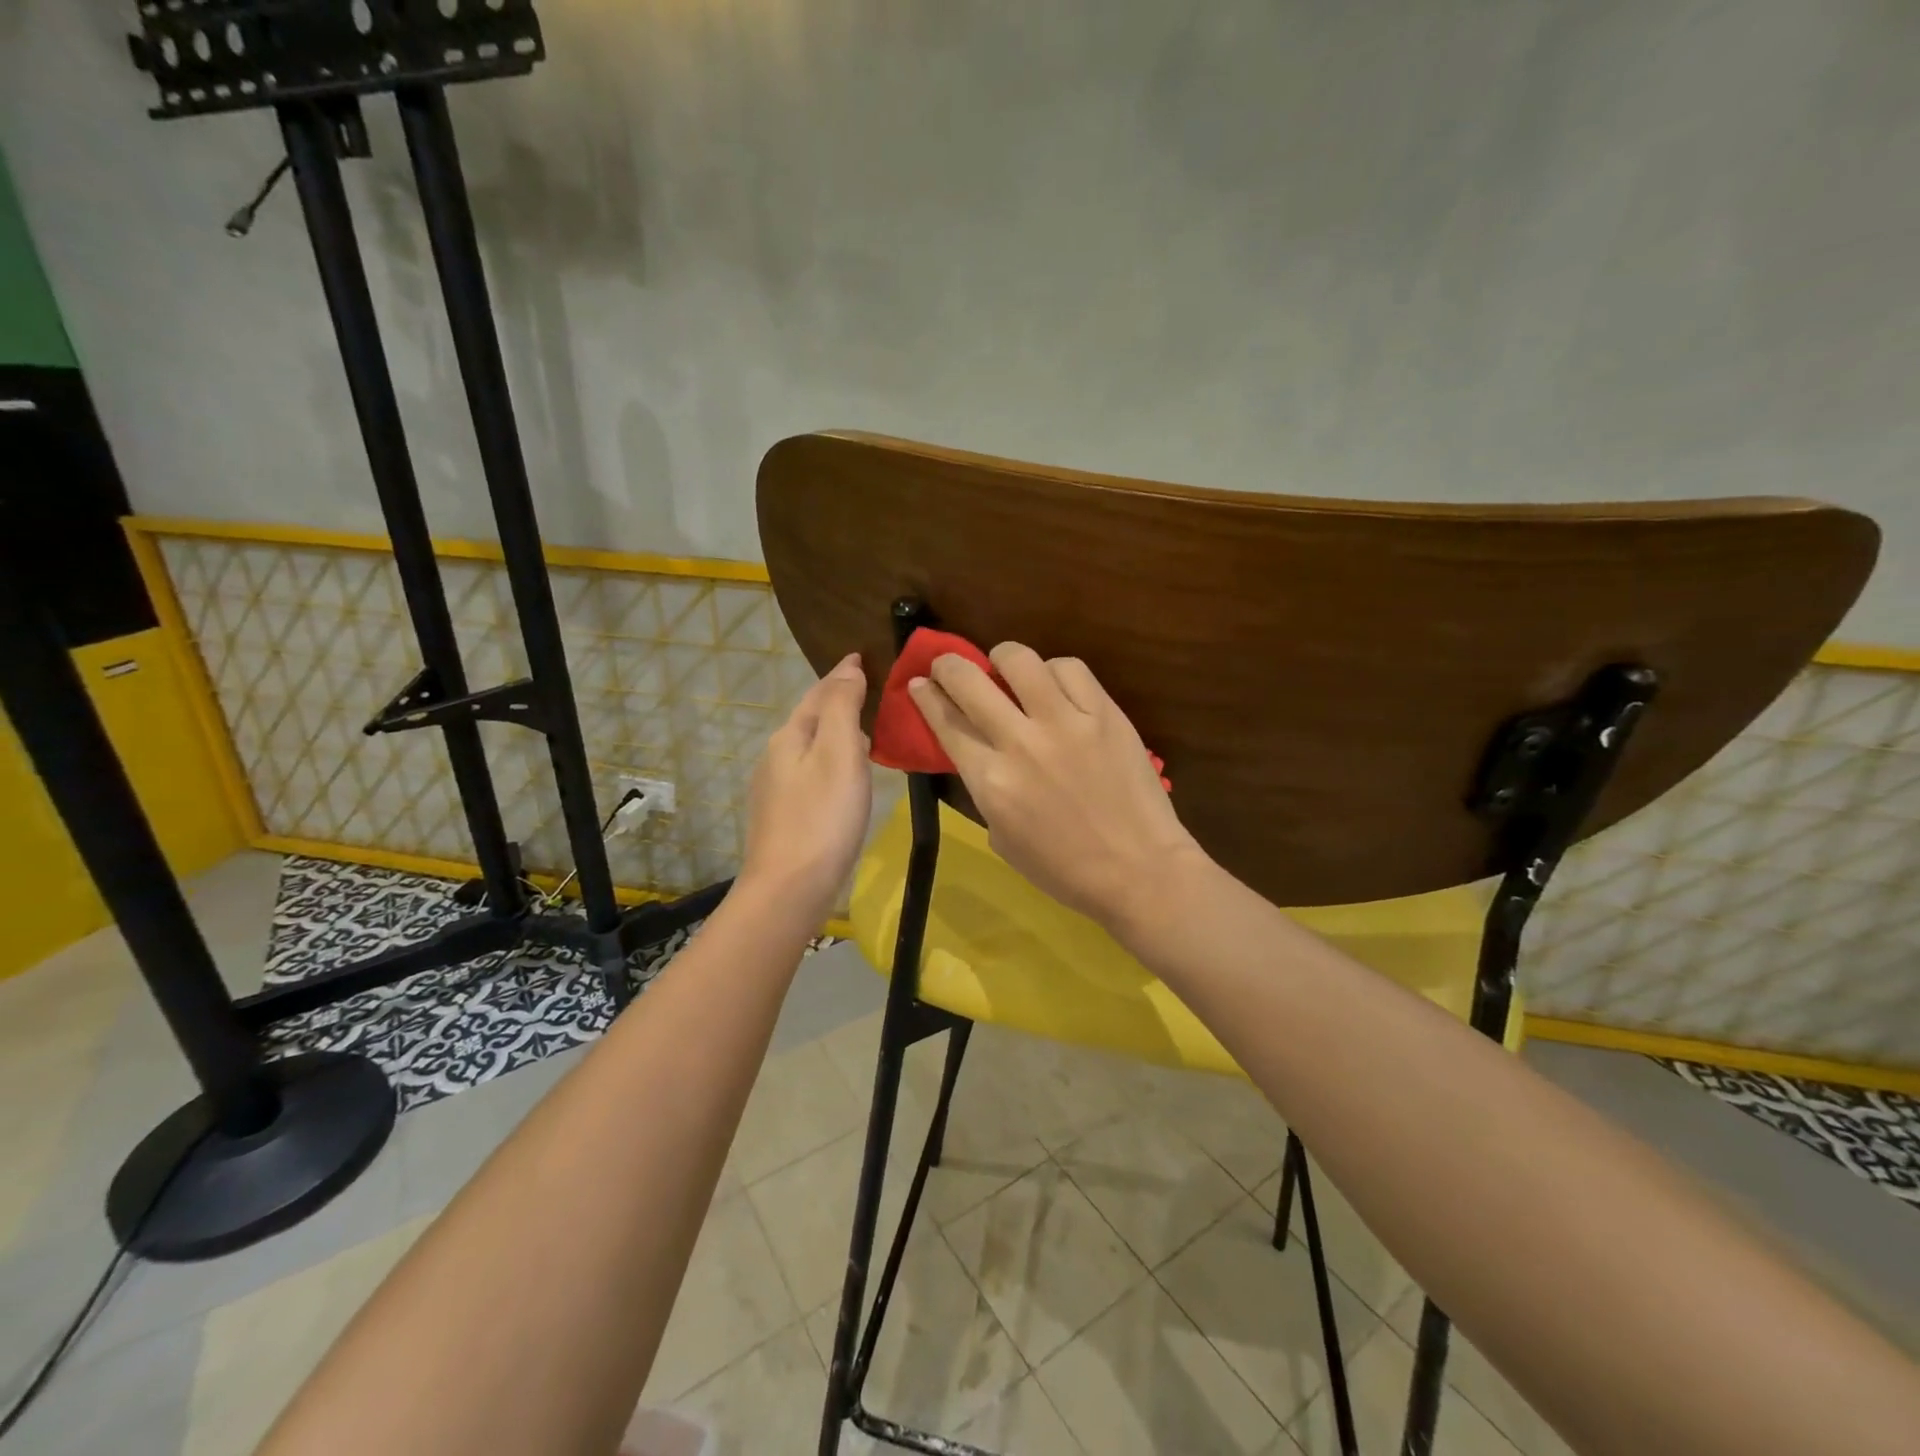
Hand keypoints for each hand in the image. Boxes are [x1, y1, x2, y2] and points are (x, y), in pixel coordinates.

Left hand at [740, 653, 872, 919]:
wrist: (789, 888)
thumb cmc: (822, 816)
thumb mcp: (839, 752)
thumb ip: (842, 707)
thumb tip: (847, 668)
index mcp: (789, 737)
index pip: (817, 694)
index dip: (841, 675)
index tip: (861, 657)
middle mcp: (775, 758)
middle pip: (809, 720)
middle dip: (836, 703)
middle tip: (870, 693)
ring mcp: (775, 791)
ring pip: (809, 749)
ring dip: (834, 735)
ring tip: (865, 734)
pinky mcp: (783, 818)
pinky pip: (810, 775)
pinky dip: (830, 764)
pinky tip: (845, 780)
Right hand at [909, 643, 1204, 926]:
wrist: (1138, 870)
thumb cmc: (1065, 869)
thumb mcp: (1003, 837)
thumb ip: (985, 789)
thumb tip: (979, 751)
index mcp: (990, 781)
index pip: (946, 722)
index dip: (925, 697)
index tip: (918, 683)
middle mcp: (1020, 742)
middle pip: (969, 680)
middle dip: (948, 666)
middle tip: (949, 667)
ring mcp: (1065, 722)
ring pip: (1019, 660)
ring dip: (1002, 659)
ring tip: (1006, 668)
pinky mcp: (1104, 713)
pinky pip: (1070, 669)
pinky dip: (1054, 671)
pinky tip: (1054, 685)